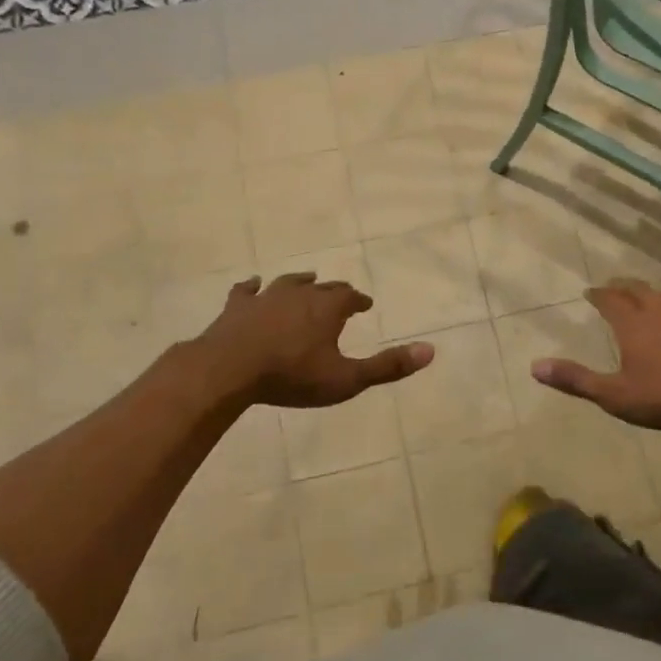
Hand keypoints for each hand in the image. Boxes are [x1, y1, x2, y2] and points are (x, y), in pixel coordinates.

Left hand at [191, 273, 432, 408]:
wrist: (229, 370)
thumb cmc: (292, 376)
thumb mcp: (346, 378)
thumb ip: (387, 366)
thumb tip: (431, 350)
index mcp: (327, 308)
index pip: (350, 297)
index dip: (359, 301)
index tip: (365, 304)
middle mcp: (299, 294)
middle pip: (322, 287)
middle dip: (334, 291)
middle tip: (340, 296)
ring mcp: (265, 297)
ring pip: (287, 283)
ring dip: (300, 283)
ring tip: (307, 281)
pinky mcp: (236, 307)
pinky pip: (246, 290)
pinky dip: (252, 287)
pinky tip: (252, 285)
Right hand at [531, 280, 660, 431]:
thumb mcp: (616, 395)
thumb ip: (576, 380)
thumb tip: (534, 366)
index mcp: (633, 324)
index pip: (610, 300)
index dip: (599, 295)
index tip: (591, 292)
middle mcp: (660, 311)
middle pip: (638, 290)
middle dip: (622, 287)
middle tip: (614, 287)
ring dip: (652, 294)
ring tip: (647, 299)